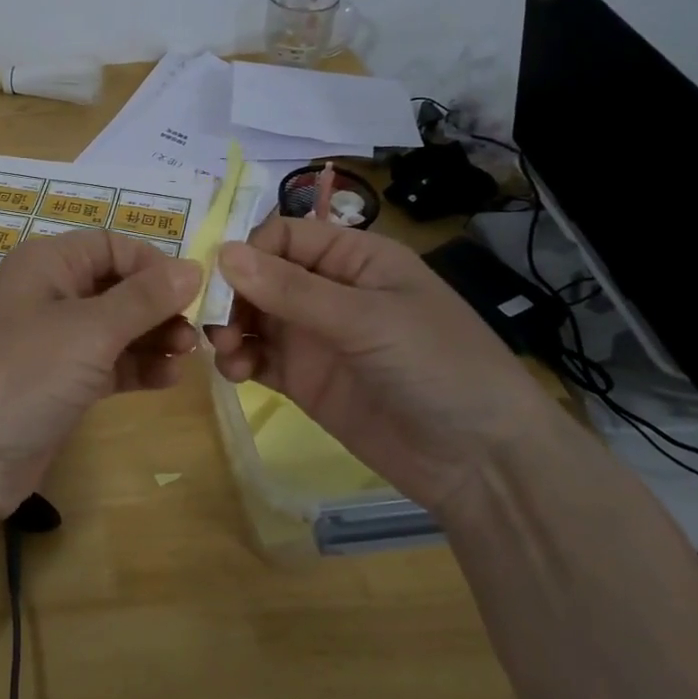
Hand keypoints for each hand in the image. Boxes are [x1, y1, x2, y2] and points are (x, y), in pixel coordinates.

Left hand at [0, 230, 201, 517]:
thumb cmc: (23, 371)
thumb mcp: (89, 329)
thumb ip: (144, 298)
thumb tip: (193, 266)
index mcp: (47, 263)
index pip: (111, 245)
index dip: (152, 263)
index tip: (192, 291)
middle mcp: (47, 295)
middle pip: (115, 286)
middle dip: (157, 305)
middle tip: (195, 333)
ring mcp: (50, 344)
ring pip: (114, 329)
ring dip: (152, 338)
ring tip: (187, 357)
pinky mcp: (56, 386)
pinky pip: (105, 365)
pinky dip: (135, 368)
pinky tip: (167, 380)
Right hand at [207, 217, 566, 518]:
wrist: (482, 462)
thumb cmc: (436, 366)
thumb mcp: (366, 319)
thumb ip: (292, 289)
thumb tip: (222, 253)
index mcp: (355, 258)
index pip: (285, 236)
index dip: (250, 251)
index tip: (222, 280)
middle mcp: (330, 291)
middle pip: (261, 276)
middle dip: (233, 294)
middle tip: (215, 322)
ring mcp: (316, 337)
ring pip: (254, 317)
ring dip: (230, 327)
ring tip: (225, 352)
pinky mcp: (306, 380)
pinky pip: (259, 358)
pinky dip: (239, 359)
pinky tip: (236, 372)